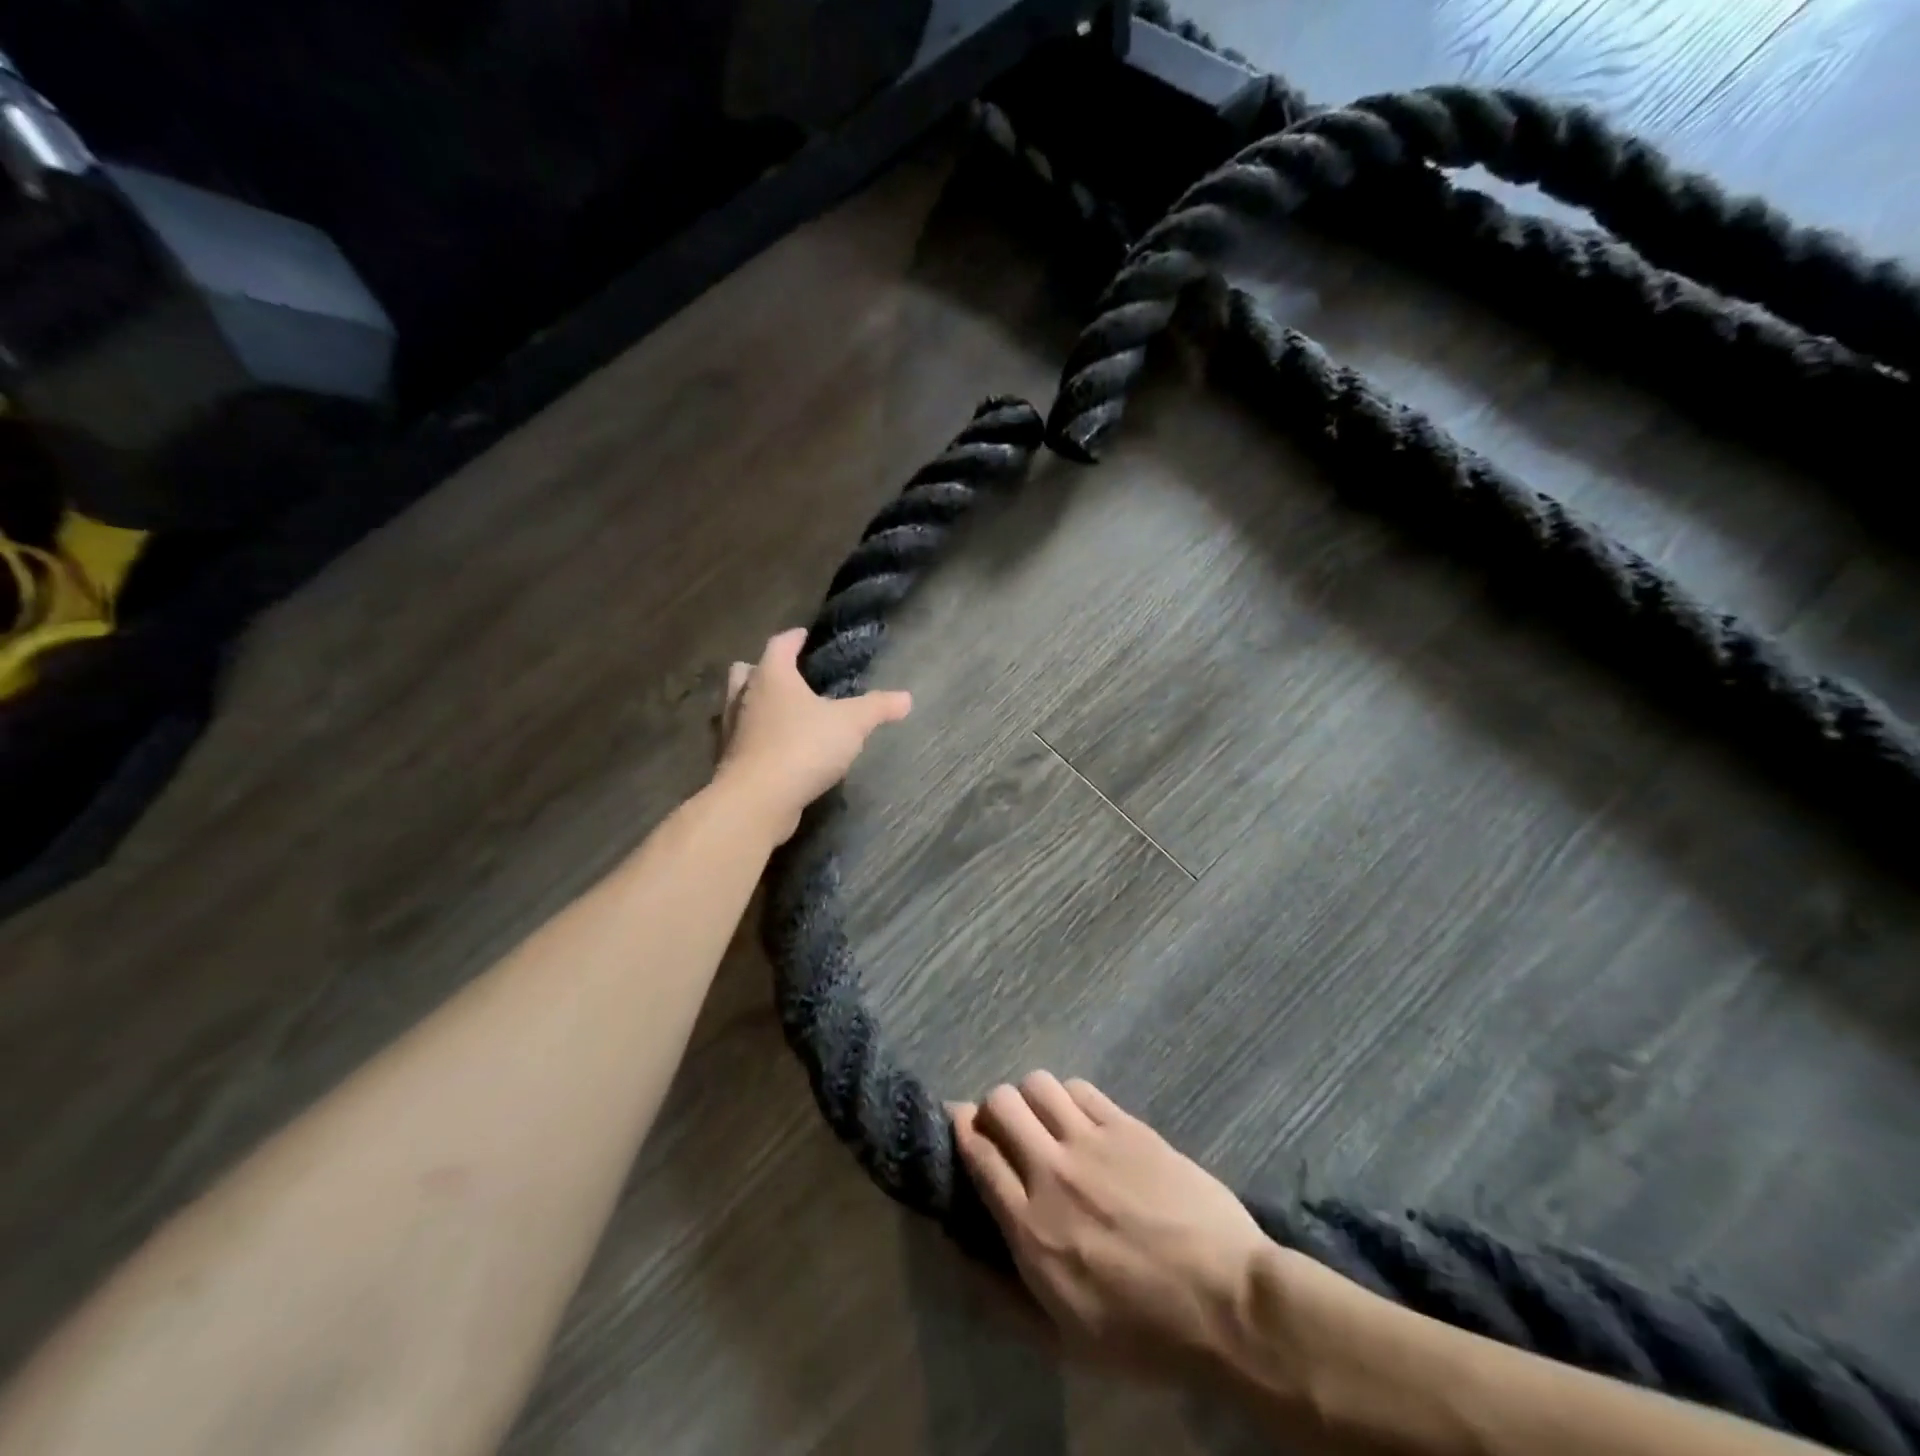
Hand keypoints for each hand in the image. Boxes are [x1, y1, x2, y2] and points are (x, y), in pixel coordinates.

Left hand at [713, 627, 911, 841]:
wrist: (757, 800)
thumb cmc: (803, 747)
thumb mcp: (851, 724)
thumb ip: (877, 708)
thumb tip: (906, 698)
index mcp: (771, 676)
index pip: (779, 644)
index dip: (793, 638)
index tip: (803, 636)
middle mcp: (744, 696)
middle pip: (746, 671)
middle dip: (763, 669)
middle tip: (786, 676)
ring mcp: (731, 730)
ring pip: (737, 705)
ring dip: (753, 704)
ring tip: (778, 712)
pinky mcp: (728, 761)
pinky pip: (739, 738)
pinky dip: (752, 737)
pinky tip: (772, 748)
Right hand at [952, 1074, 1278, 1376]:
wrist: (1226, 1303)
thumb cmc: (1143, 1333)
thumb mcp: (1062, 1337)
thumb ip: (1002, 1293)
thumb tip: (961, 1249)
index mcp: (1030, 1226)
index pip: (977, 1152)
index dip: (960, 1129)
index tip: (959, 1125)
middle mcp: (1052, 1171)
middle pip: (1001, 1103)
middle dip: (992, 1108)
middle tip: (1004, 1129)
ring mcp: (1092, 1141)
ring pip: (1038, 1084)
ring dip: (1030, 1097)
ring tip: (1043, 1120)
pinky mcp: (1128, 1126)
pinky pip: (1081, 1089)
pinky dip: (1069, 1096)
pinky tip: (1081, 1118)